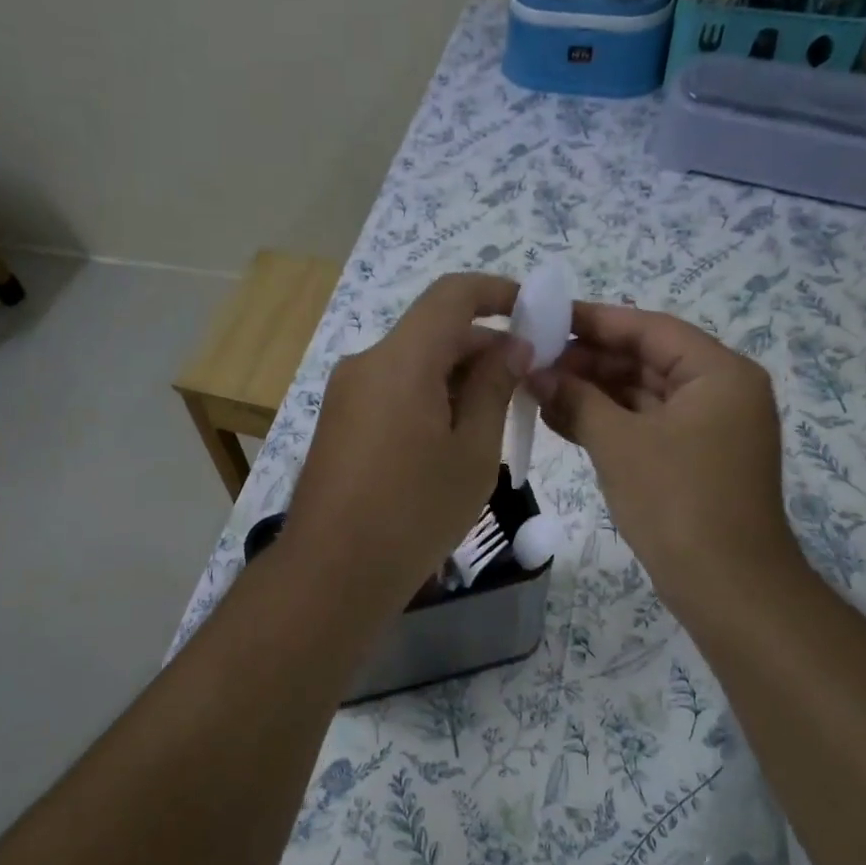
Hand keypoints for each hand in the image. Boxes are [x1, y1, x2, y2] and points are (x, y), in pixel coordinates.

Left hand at [285, 273, 528, 611]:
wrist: (332, 572)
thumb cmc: (415, 512)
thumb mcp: (473, 453)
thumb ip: (495, 389)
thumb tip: (512, 347)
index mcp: (401, 360)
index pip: (451, 295)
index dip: (496, 292)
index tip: (533, 313)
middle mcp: (366, 363)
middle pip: (432, 332)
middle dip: (483, 348)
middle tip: (525, 385)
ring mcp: (345, 394)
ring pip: (412, 365)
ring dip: (456, 378)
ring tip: (494, 422)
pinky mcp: (338, 423)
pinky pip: (391, 392)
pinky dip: (427, 399)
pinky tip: (451, 442)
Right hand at [530, 302, 801, 623]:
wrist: (726, 587)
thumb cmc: (677, 502)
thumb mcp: (620, 444)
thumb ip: (577, 399)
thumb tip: (536, 373)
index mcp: (719, 373)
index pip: (651, 329)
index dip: (596, 321)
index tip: (547, 317)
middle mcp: (721, 392)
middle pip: (648, 360)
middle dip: (590, 361)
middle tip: (535, 360)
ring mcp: (709, 430)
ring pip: (644, 396)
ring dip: (594, 394)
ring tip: (538, 389)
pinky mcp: (694, 461)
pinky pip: (647, 427)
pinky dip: (609, 423)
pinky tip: (562, 419)